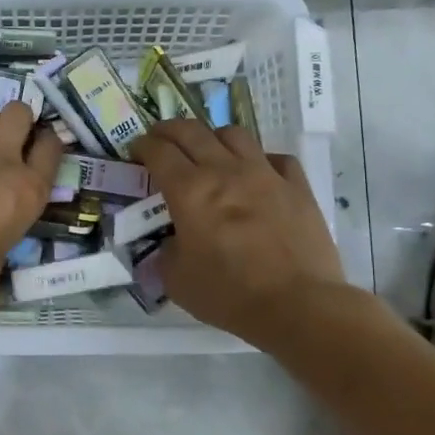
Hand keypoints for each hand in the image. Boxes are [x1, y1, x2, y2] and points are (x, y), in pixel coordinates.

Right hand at [133, 120, 345, 343]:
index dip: (143, 146)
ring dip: (213, 137)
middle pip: (192, 132)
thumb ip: (167, 252)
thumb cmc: (228, 294)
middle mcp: (225, 171)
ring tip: (208, 151)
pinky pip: (276, 158)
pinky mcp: (297, 186)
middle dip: (169, 130)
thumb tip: (173, 241)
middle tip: (161, 139)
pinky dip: (260, 160)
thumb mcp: (176, 280)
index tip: (137, 151)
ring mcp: (265, 174)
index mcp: (190, 191)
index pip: (159, 152)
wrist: (297, 305)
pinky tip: (257, 174)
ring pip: (234, 135)